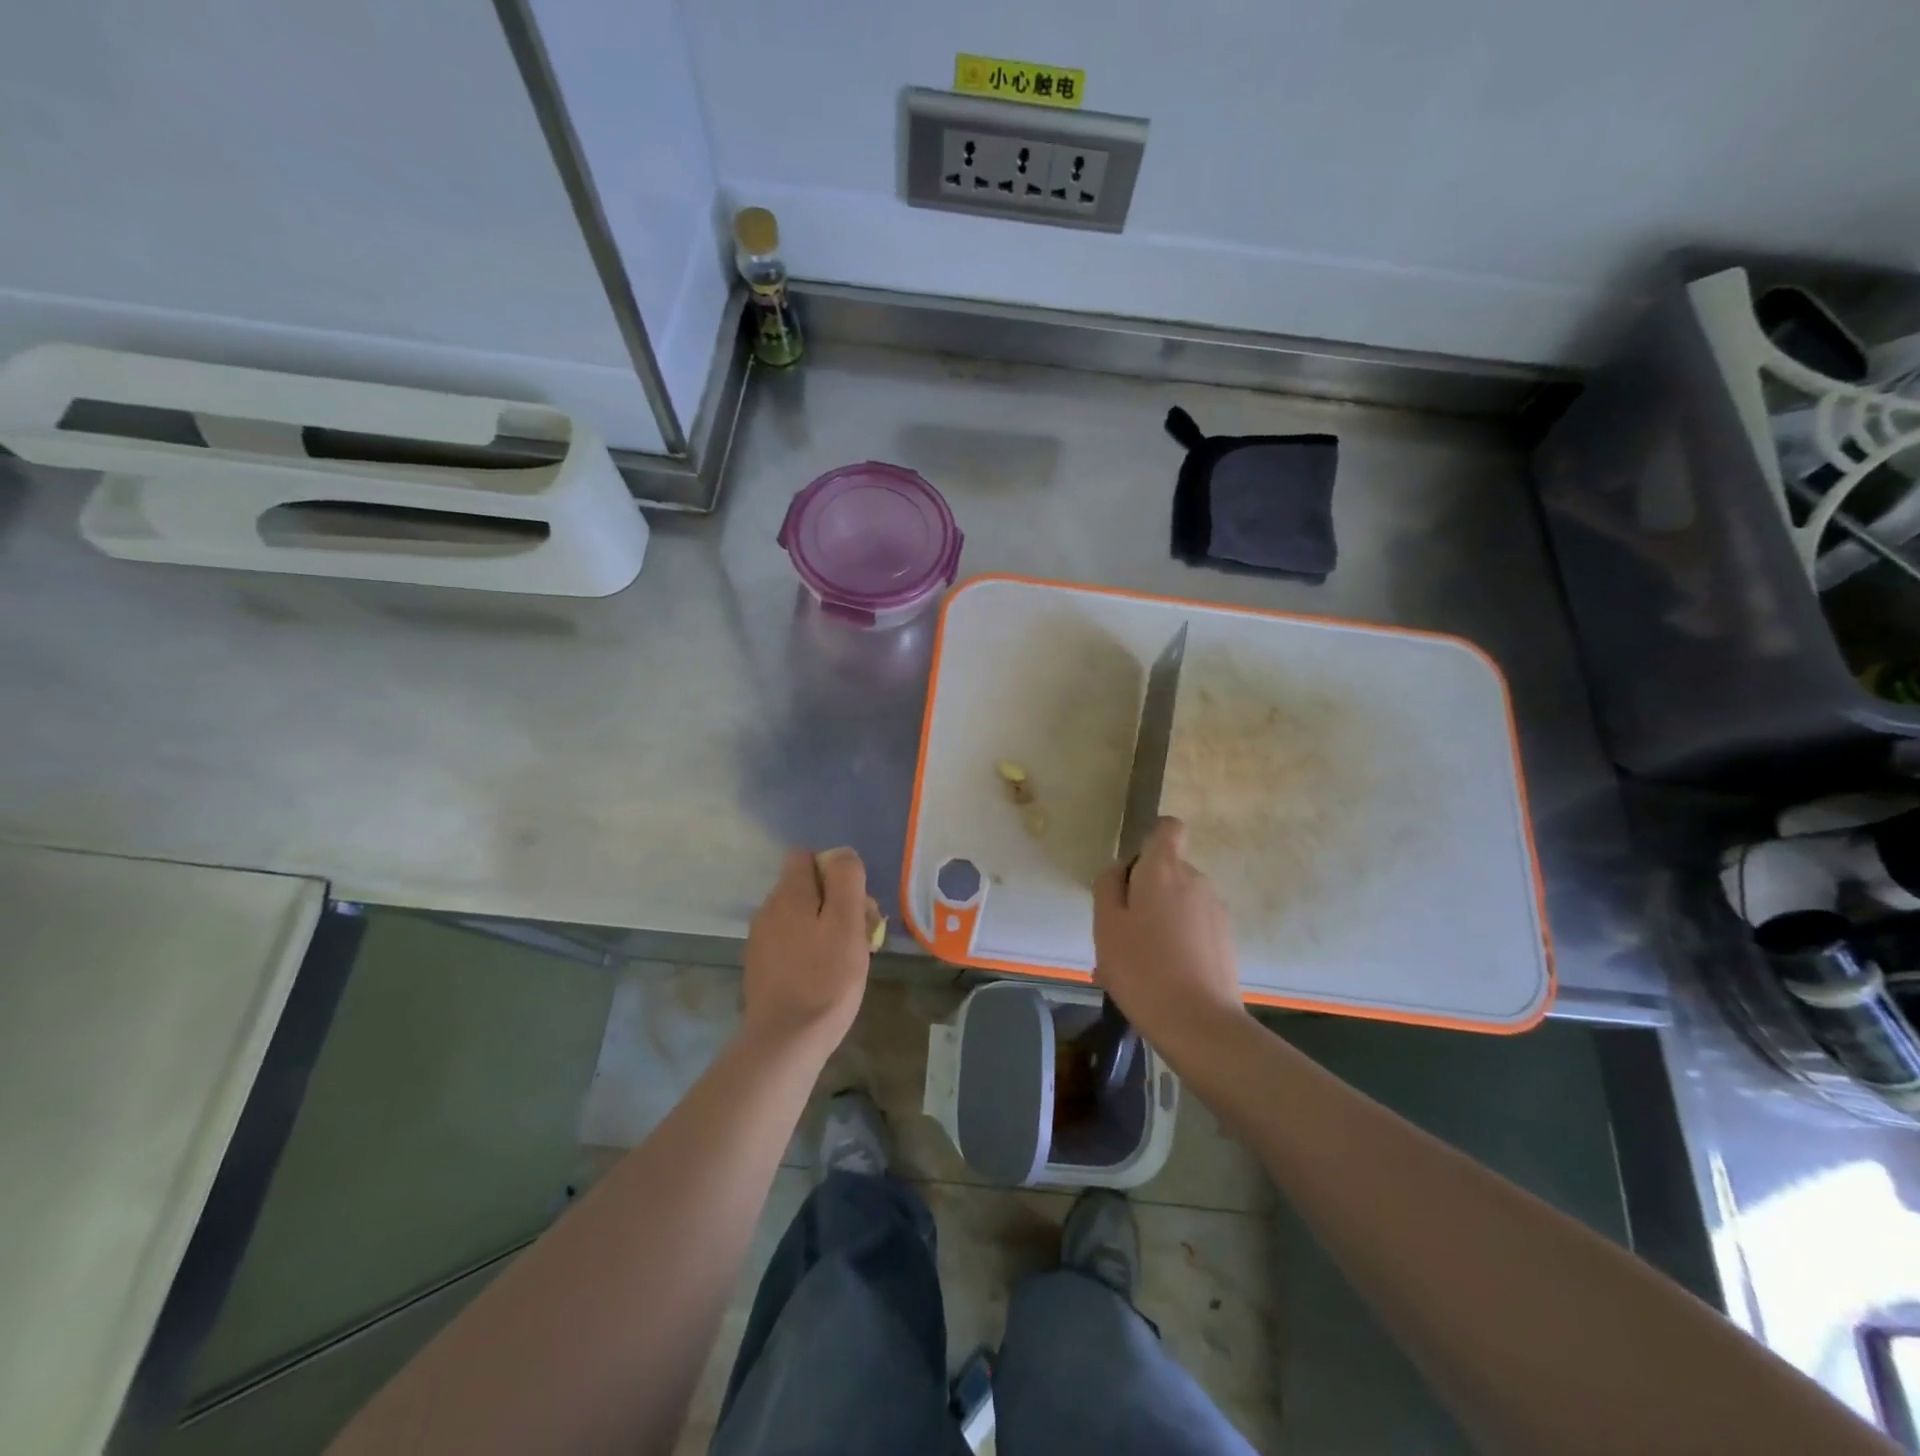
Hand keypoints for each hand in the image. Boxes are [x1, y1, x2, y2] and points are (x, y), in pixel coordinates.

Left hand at [743, 847, 873, 1052]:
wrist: (785, 1041)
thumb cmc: (826, 979)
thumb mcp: (847, 923)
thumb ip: (846, 880)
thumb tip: (841, 854)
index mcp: (788, 894)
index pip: (806, 856)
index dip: (835, 871)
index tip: (854, 902)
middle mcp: (768, 909)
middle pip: (805, 887)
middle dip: (835, 902)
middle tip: (860, 934)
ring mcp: (760, 940)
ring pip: (799, 916)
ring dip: (825, 927)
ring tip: (848, 958)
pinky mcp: (760, 967)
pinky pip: (790, 942)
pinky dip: (809, 949)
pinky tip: (825, 975)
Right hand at [1093, 817, 1244, 1056]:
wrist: (1199, 1025)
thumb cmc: (1142, 968)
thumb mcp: (1106, 925)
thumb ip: (1108, 886)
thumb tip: (1121, 869)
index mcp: (1165, 869)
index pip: (1168, 828)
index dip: (1150, 841)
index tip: (1132, 872)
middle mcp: (1196, 880)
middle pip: (1168, 871)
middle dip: (1144, 892)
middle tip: (1119, 932)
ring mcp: (1216, 911)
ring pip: (1178, 903)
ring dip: (1157, 921)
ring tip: (1134, 964)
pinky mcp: (1226, 941)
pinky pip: (1192, 929)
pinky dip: (1175, 943)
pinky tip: (1156, 979)